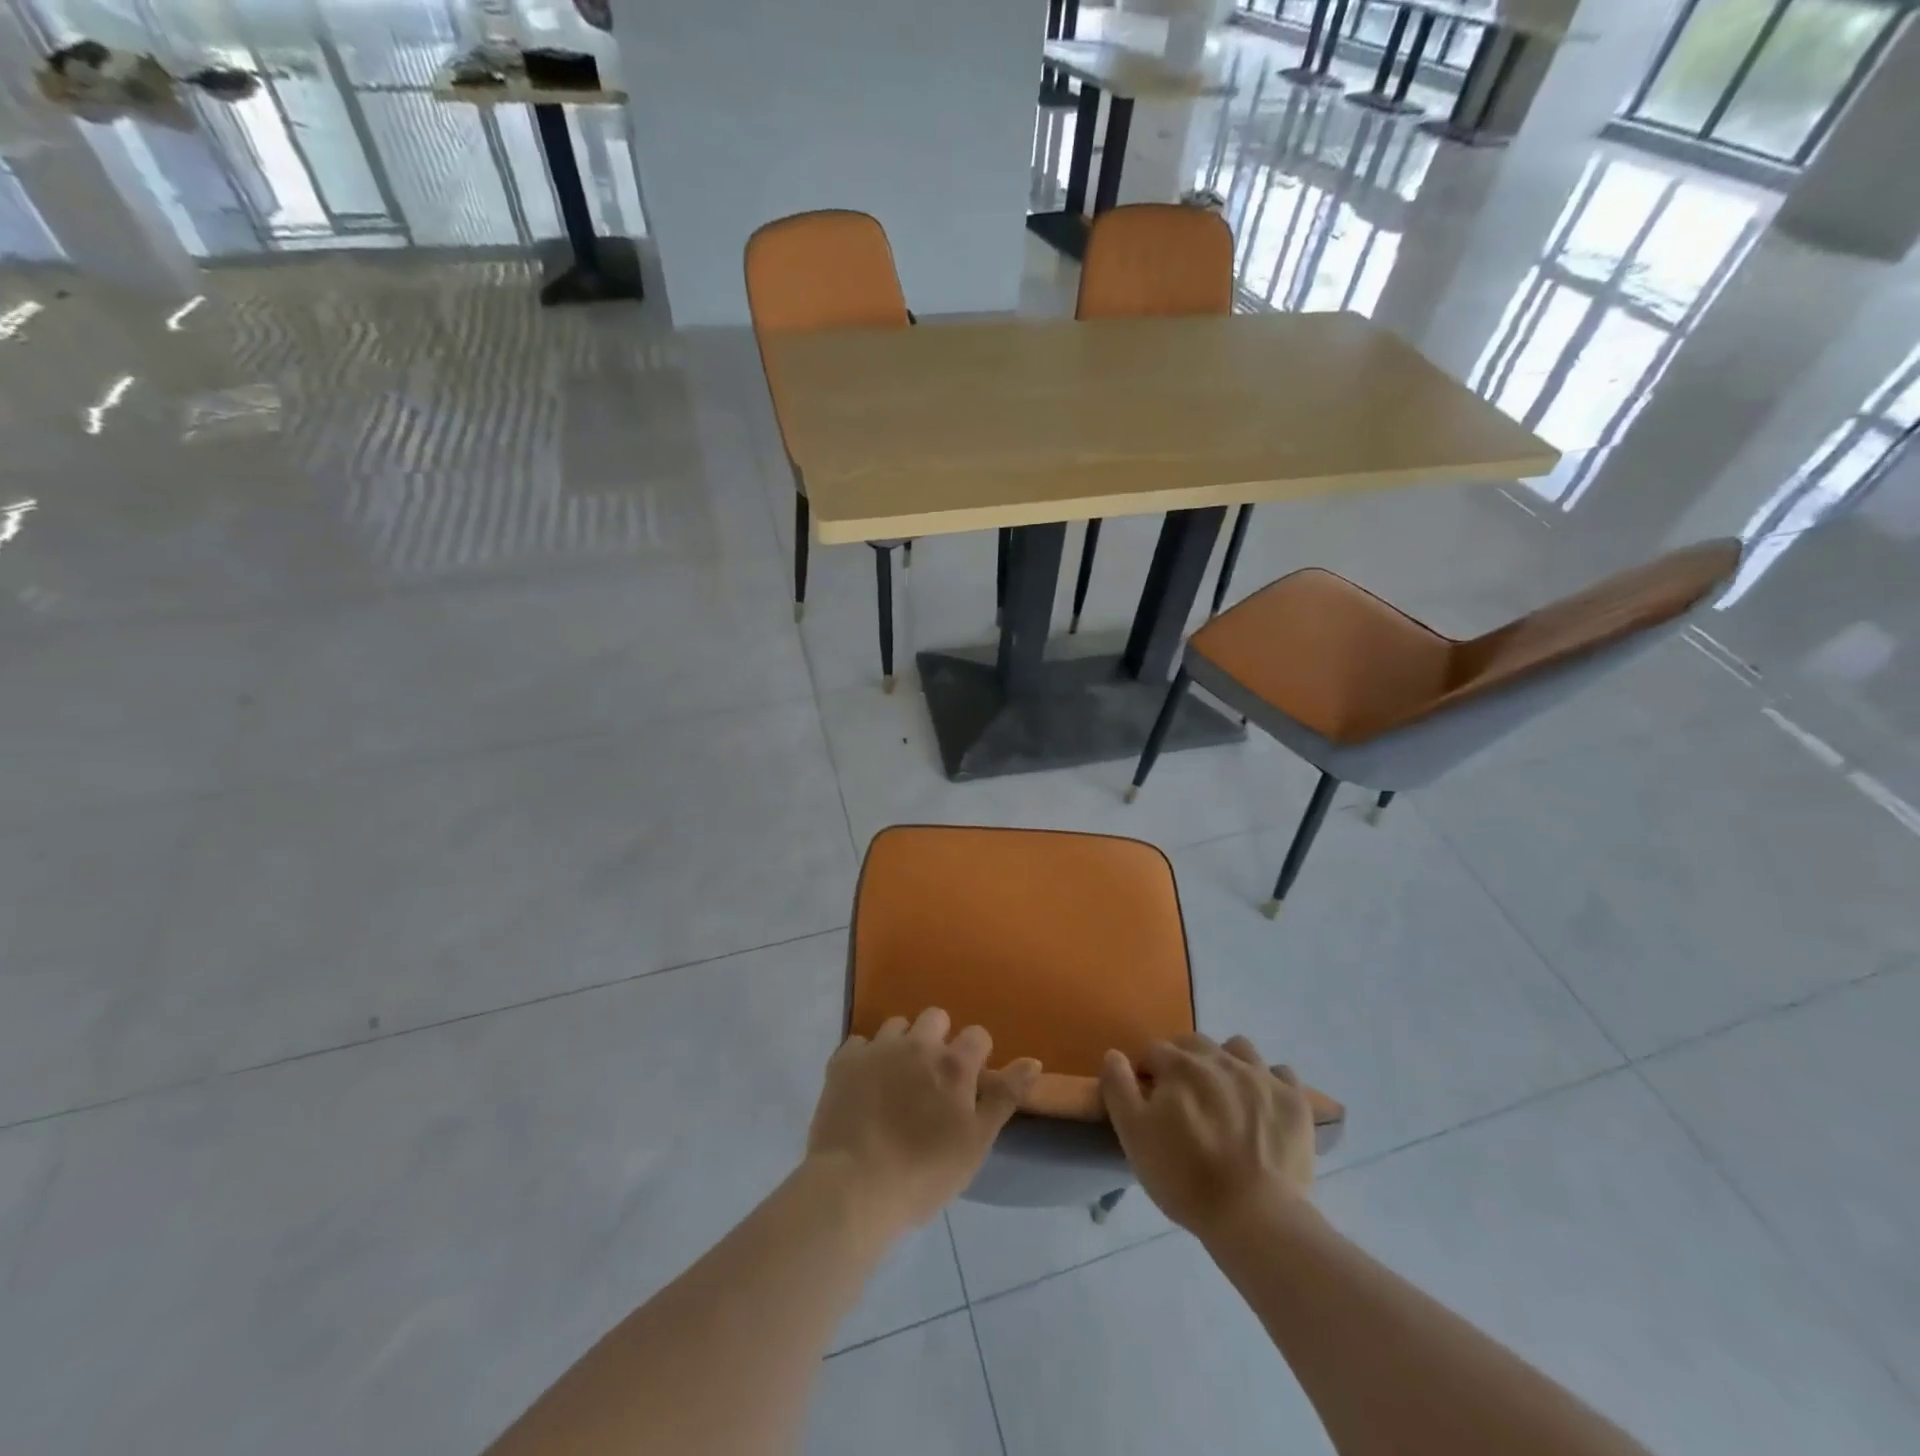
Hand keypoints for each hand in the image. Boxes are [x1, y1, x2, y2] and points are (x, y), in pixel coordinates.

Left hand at [807, 1008, 1040, 1234]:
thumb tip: (1033, 1060)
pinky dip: (866, 1058)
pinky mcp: (843, 1061)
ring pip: (896, 1026)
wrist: (854, 1187)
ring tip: (896, 1078)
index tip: (970, 1082)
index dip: (977, 1055)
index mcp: (953, 1064)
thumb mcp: (976, 1142)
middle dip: (938, 1038)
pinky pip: (859, 1043)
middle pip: (935, 1017)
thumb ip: (1005, 1096)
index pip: (977, 1035)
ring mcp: (877, 1049)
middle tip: (932, 1077)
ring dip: (902, 1043)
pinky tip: (865, 1084)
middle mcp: (917, 1044)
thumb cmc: (924, 1173)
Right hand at [1100, 1033, 1314, 1236]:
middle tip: (1185, 1098)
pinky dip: (1268, 1081)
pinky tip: (1262, 1104)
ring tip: (1225, 1094)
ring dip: (1227, 1062)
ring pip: (1239, 1049)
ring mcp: (1261, 1076)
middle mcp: (1220, 1059)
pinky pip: (1280, 1073)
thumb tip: (1114, 1054)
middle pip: (1195, 1043)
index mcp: (1180, 1066)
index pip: (1155, 1051)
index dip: (1149, 1073)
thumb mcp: (1134, 1137)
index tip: (1150, 1100)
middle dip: (1184, 1061)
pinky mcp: (1294, 1100)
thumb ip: (1118, 1089)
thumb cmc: (1186, 1178)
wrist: (1256, 1218)